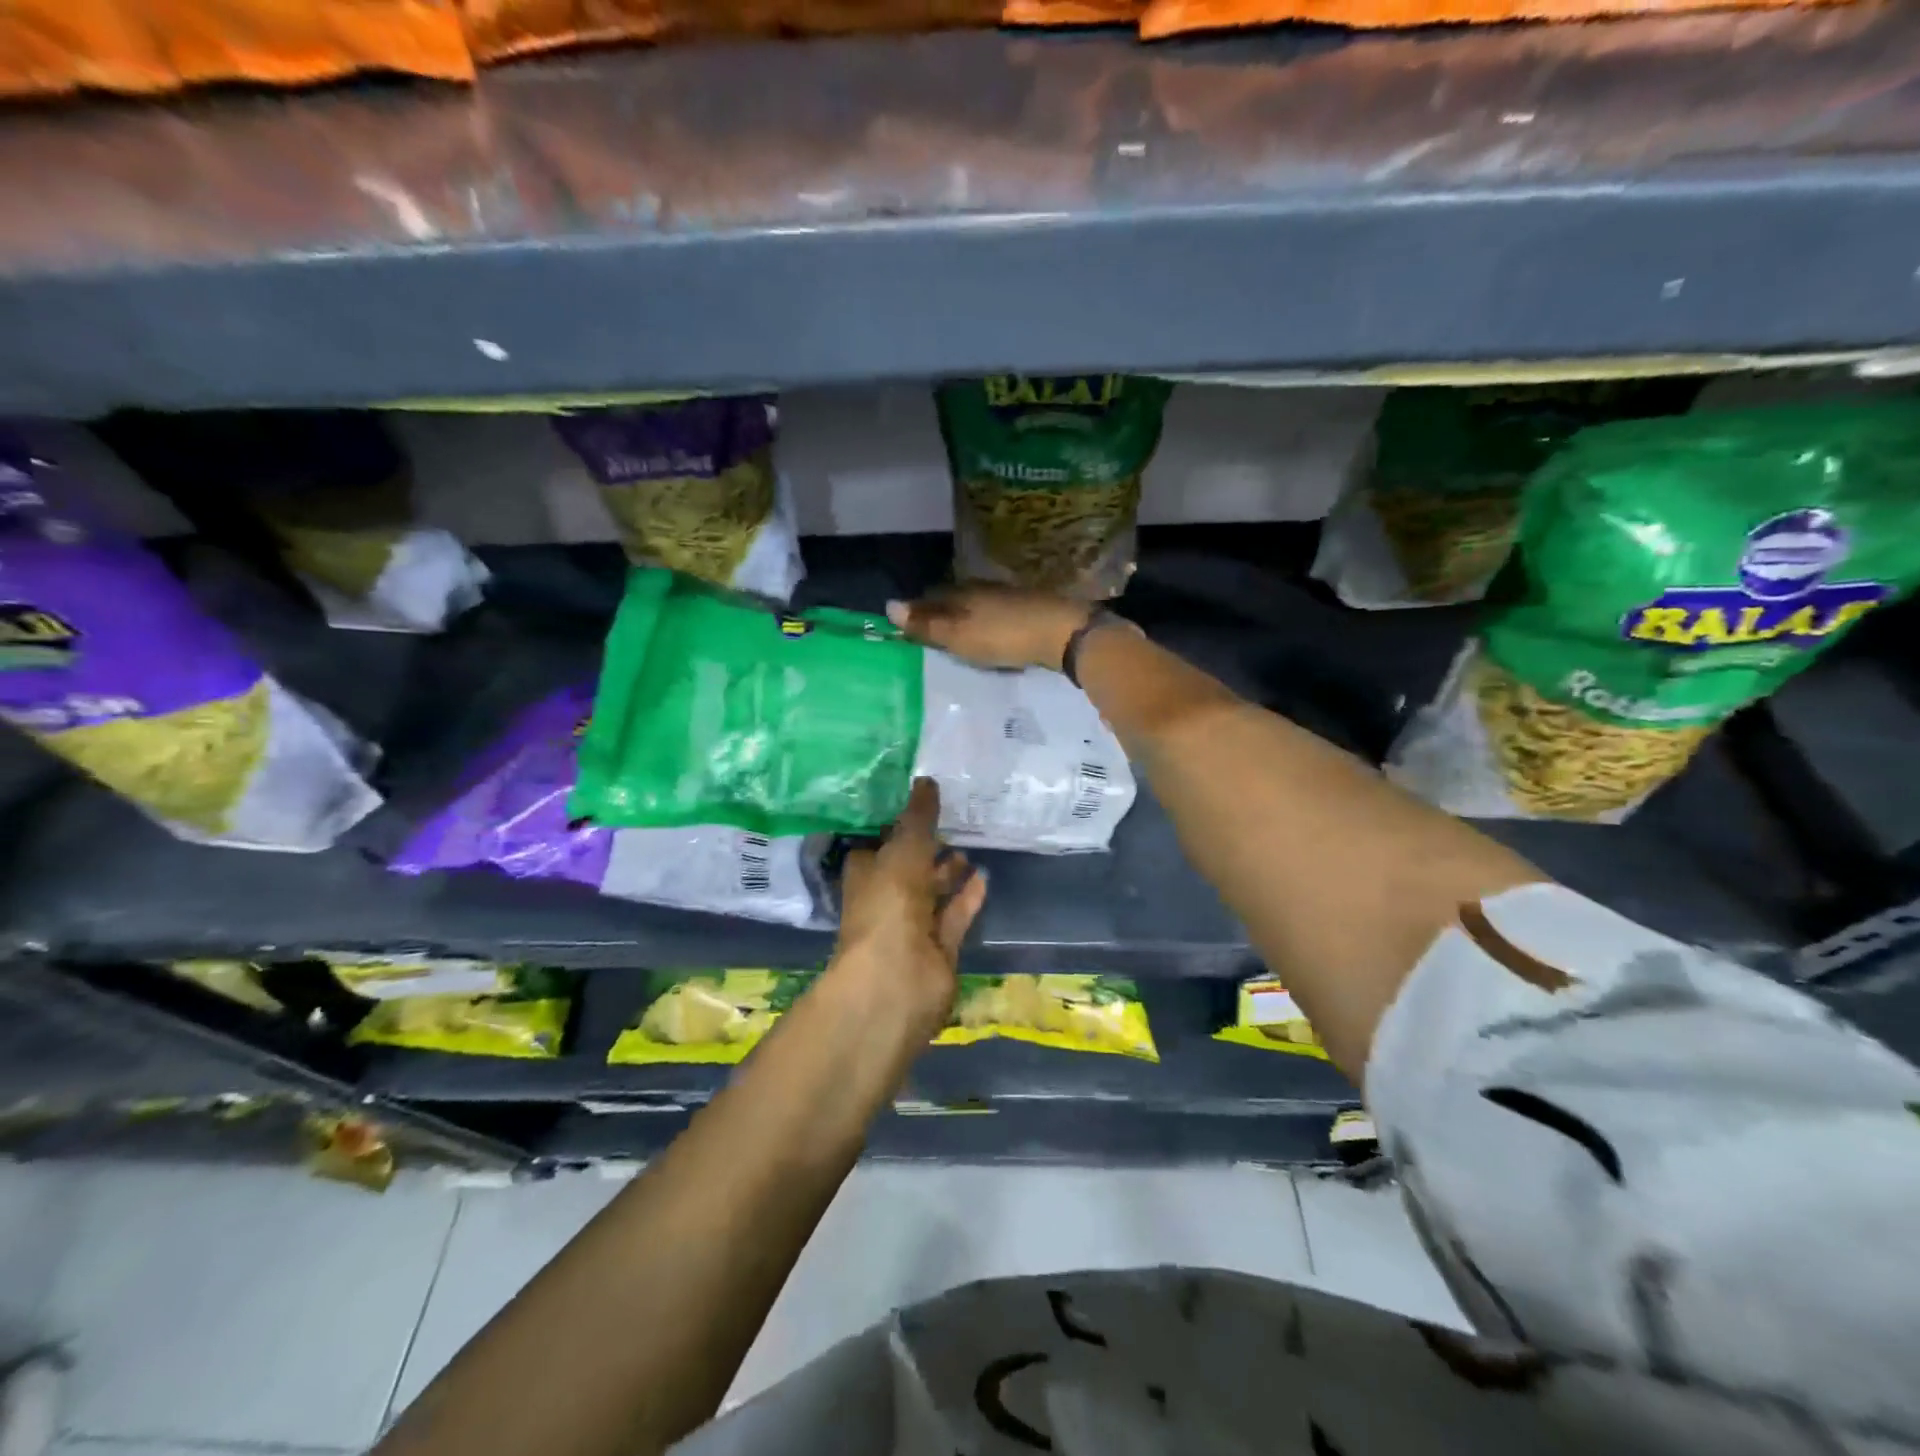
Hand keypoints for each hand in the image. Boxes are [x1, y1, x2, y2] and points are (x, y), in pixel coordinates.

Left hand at [829, 778, 986, 1039]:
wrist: (897, 981)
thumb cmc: (888, 905)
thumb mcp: (903, 850)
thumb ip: (918, 818)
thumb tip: (927, 779)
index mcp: (866, 876)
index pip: (878, 846)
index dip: (896, 827)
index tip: (921, 805)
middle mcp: (886, 901)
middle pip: (908, 870)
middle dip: (927, 850)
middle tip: (953, 823)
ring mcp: (912, 929)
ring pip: (932, 894)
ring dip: (948, 873)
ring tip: (970, 847)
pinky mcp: (939, 951)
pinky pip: (954, 917)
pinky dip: (967, 898)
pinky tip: (983, 877)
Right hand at [886, 585, 1091, 670]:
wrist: (1062, 632)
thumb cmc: (1003, 635)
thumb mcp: (959, 636)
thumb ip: (927, 625)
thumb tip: (888, 606)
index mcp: (962, 593)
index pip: (931, 597)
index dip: (918, 610)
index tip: (906, 624)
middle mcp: (983, 589)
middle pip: (954, 598)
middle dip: (941, 612)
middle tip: (929, 631)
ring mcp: (1008, 597)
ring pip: (977, 605)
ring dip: (965, 617)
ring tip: (956, 635)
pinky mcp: (1028, 609)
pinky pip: (997, 614)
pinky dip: (986, 623)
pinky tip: (988, 634)